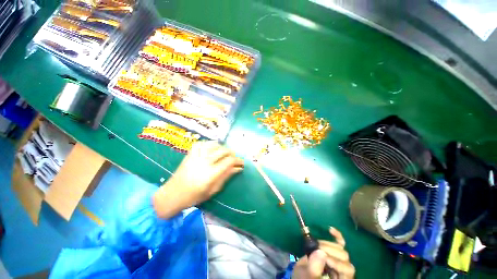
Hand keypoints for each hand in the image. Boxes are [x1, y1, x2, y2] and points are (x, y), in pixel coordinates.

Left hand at [153, 141, 243, 218]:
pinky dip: (209, 144)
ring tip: (224, 153)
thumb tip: (238, 168)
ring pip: (214, 145)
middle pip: (223, 151)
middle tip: (234, 158)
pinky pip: (202, 143)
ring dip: (222, 147)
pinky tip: (212, 149)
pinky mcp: (190, 154)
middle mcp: (204, 162)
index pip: (229, 161)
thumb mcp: (213, 189)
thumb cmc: (194, 196)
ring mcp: (196, 156)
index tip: (242, 163)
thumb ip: (226, 176)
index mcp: (211, 173)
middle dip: (232, 153)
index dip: (238, 161)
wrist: (172, 194)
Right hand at [292, 227, 354, 278]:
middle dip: (329, 251)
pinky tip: (330, 229)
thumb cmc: (304, 278)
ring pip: (341, 248)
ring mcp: (339, 259)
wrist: (302, 274)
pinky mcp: (334, 251)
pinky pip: (340, 242)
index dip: (336, 262)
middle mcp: (343, 271)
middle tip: (316, 248)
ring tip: (316, 245)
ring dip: (328, 244)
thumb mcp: (306, 276)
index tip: (323, 258)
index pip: (346, 270)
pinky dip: (337, 235)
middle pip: (344, 257)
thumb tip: (320, 252)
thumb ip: (313, 269)